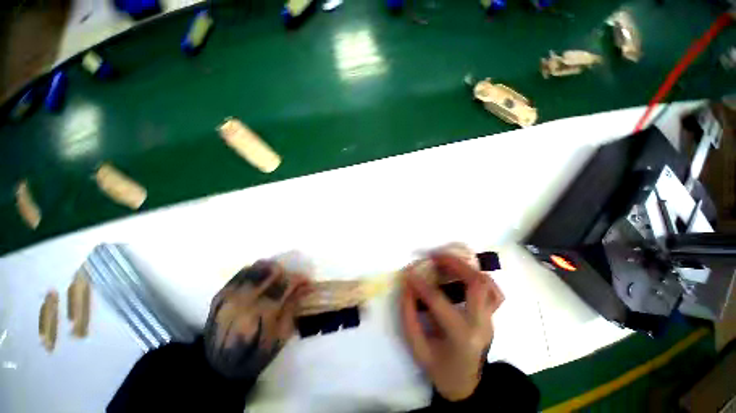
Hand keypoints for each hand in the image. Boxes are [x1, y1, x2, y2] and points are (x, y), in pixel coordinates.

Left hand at [203, 261, 309, 378]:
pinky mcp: (220, 293)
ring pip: (257, 267)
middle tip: (290, 282)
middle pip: (271, 271)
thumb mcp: (280, 337)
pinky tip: (262, 280)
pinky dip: (257, 272)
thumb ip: (292, 308)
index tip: (306, 282)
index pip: (285, 284)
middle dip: (286, 273)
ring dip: (272, 270)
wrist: (218, 367)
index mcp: (260, 314)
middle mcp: (243, 300)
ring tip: (277, 279)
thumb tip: (305, 287)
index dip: (299, 279)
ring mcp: (229, 295)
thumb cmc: (255, 355)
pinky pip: (243, 272)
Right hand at [400, 253, 503, 400]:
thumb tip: (407, 286)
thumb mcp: (417, 348)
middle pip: (475, 284)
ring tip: (448, 261)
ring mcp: (490, 319)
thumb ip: (409, 315)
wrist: (466, 385)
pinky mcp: (492, 316)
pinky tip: (464, 274)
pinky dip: (479, 277)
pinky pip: (493, 291)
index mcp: (460, 336)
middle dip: (454, 264)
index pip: (438, 301)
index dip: (421, 284)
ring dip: (467, 267)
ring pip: (488, 284)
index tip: (409, 272)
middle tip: (435, 256)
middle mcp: (480, 324)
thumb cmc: (439, 369)